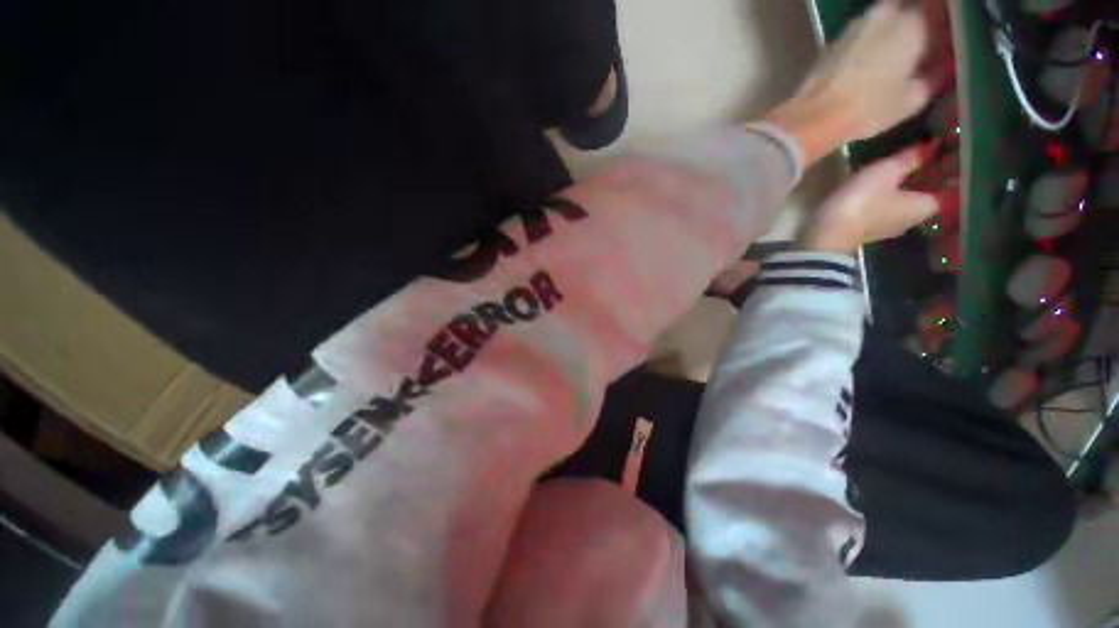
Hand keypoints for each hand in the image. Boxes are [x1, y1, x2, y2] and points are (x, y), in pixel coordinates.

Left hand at [764, 0, 940, 164]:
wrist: (814, 117)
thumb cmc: (870, 109)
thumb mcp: (913, 98)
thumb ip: (934, 76)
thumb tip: (942, 66)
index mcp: (913, 22)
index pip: (938, 8)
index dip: (943, 21)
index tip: (947, 35)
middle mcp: (885, 13)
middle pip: (909, 7)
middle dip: (917, 20)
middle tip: (923, 43)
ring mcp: (856, 25)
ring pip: (884, 15)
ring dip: (893, 27)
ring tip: (897, 51)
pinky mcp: (835, 41)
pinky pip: (862, 31)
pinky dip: (871, 39)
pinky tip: (870, 59)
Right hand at [800, 144, 941, 253]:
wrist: (826, 236)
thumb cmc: (862, 203)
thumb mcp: (886, 173)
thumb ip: (911, 159)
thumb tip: (933, 145)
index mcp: (927, 205)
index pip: (953, 185)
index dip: (953, 168)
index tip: (950, 149)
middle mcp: (915, 218)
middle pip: (931, 193)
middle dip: (931, 175)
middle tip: (927, 152)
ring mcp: (892, 226)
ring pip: (910, 200)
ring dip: (910, 184)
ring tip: (904, 165)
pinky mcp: (871, 229)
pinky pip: (891, 207)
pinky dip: (893, 194)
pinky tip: (883, 184)